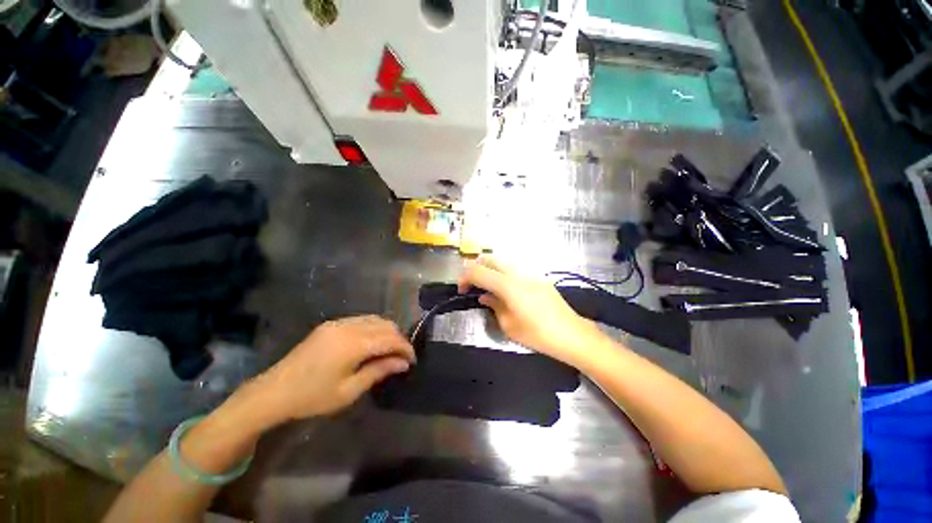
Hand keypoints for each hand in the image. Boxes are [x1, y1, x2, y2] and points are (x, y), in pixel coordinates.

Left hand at [251, 316, 414, 422]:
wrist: (273, 391)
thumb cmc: (312, 397)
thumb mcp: (349, 391)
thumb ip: (379, 371)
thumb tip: (403, 363)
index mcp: (353, 344)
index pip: (390, 339)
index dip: (405, 348)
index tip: (412, 361)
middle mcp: (348, 326)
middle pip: (385, 325)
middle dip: (398, 339)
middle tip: (402, 357)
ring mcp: (339, 323)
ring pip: (375, 319)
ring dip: (387, 332)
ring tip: (390, 350)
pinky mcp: (331, 324)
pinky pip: (362, 320)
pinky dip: (374, 328)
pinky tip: (373, 343)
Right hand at [458, 256, 603, 367]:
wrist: (571, 334)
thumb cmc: (537, 334)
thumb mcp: (509, 325)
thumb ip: (494, 305)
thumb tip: (485, 297)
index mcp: (507, 285)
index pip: (478, 271)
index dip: (465, 278)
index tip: (462, 290)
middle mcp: (517, 273)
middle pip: (489, 259)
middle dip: (476, 268)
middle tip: (472, 285)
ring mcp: (529, 273)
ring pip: (502, 261)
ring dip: (489, 269)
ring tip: (487, 287)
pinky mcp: (538, 277)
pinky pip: (514, 269)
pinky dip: (503, 273)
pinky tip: (505, 290)